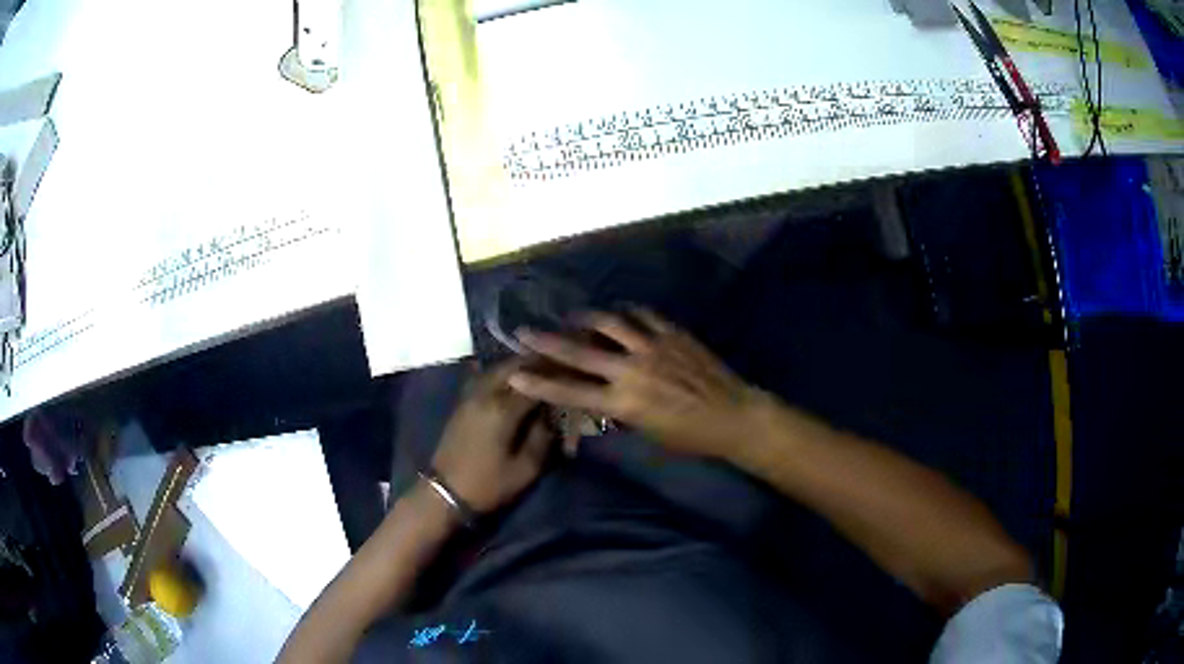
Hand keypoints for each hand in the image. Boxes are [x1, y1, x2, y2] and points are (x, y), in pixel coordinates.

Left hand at [431, 360, 555, 513]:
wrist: (445, 492)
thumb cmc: (488, 484)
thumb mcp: (525, 469)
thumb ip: (543, 437)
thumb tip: (553, 415)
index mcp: (503, 409)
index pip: (537, 381)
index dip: (557, 375)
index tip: (574, 374)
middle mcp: (486, 393)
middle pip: (515, 365)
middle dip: (538, 363)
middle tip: (559, 367)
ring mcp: (471, 395)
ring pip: (498, 368)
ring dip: (520, 365)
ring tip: (540, 371)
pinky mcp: (463, 401)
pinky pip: (486, 376)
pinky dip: (503, 373)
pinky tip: (514, 380)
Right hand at [508, 310, 763, 459]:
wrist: (733, 415)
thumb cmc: (690, 436)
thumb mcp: (648, 433)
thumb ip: (621, 412)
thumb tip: (602, 397)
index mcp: (624, 403)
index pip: (571, 391)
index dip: (540, 382)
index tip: (515, 372)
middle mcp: (631, 371)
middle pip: (581, 351)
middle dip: (548, 341)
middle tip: (525, 329)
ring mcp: (653, 347)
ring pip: (610, 324)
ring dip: (586, 317)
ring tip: (572, 314)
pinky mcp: (672, 333)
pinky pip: (644, 315)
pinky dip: (628, 311)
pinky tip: (620, 309)